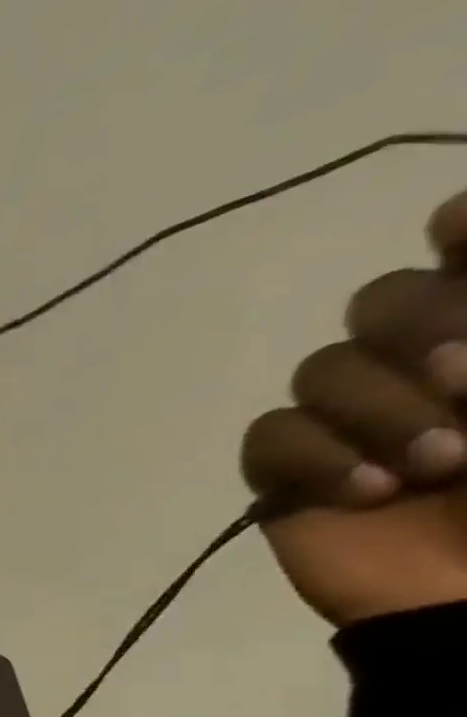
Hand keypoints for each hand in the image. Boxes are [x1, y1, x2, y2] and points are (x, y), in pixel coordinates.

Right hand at [242, 191, 466, 624]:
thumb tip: (454, 222)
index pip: (464, 242)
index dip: (465, 228)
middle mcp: (423, 360)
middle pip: (381, 296)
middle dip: (422, 328)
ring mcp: (351, 421)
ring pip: (322, 370)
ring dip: (378, 412)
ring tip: (436, 468)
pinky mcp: (290, 474)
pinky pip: (268, 437)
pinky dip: (314, 459)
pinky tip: (368, 494)